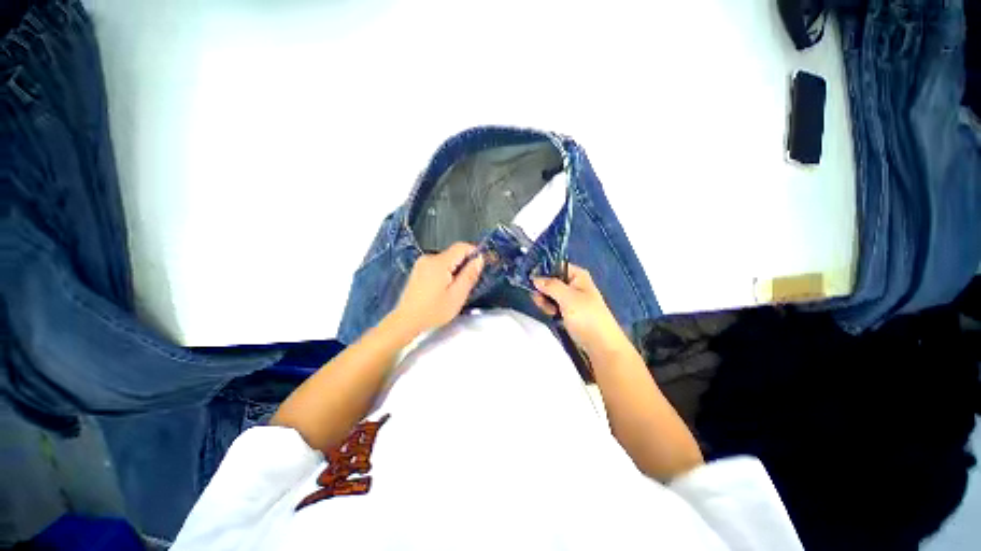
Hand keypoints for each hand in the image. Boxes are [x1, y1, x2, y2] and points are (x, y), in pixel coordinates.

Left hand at [390, 242, 483, 334]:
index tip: (482, 265)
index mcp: (439, 262)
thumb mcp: (457, 295)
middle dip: (464, 265)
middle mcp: (429, 258)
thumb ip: (470, 275)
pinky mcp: (418, 270)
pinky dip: (445, 273)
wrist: (406, 321)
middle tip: (468, 284)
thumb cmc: (433, 311)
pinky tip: (443, 289)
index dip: (474, 252)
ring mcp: (421, 263)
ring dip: (455, 270)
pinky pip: (437, 266)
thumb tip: (479, 259)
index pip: (461, 247)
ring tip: (455, 289)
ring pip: (446, 260)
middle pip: (453, 254)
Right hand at [532, 265, 630, 357]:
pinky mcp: (569, 310)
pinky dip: (550, 309)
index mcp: (577, 275)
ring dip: (546, 302)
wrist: (601, 344)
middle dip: (544, 291)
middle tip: (543, 301)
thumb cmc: (586, 317)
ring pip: (550, 294)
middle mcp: (574, 284)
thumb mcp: (568, 298)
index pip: (555, 266)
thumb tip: (535, 278)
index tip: (531, 281)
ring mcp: (571, 298)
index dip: (543, 272)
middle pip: (550, 281)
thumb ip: (550, 286)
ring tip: (551, 312)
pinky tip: (553, 316)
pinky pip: (554, 305)